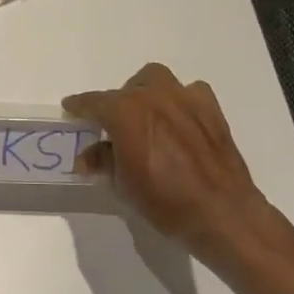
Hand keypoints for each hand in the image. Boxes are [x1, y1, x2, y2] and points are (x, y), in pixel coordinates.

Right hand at [63, 64, 269, 258]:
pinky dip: (179, 101)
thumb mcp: (123, 185)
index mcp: (126, 112)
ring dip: (145, 92)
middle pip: (126, 89)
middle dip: (115, 103)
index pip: (94, 102)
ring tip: (145, 116)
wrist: (222, 213)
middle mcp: (154, 96)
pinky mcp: (211, 109)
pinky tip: (178, 121)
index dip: (79, 106)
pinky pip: (189, 92)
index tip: (70, 107)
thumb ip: (102, 162)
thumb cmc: (165, 201)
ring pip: (157, 79)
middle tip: (113, 126)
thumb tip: (88, 156)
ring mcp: (186, 99)